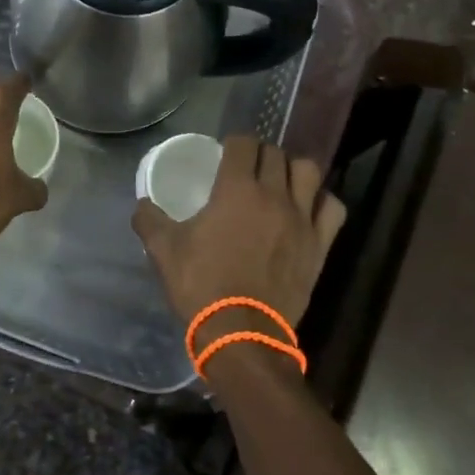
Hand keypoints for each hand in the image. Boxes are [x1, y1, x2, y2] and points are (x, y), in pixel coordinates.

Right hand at [131, 136, 346, 337]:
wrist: (241, 333)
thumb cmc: (201, 286)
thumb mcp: (164, 251)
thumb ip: (150, 220)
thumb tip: (142, 204)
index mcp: (236, 189)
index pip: (243, 143)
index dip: (234, 142)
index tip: (226, 151)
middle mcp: (274, 195)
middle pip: (275, 154)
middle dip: (260, 153)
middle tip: (248, 168)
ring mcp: (302, 219)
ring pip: (309, 172)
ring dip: (294, 170)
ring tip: (281, 182)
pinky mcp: (319, 244)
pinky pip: (332, 208)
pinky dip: (322, 201)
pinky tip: (309, 209)